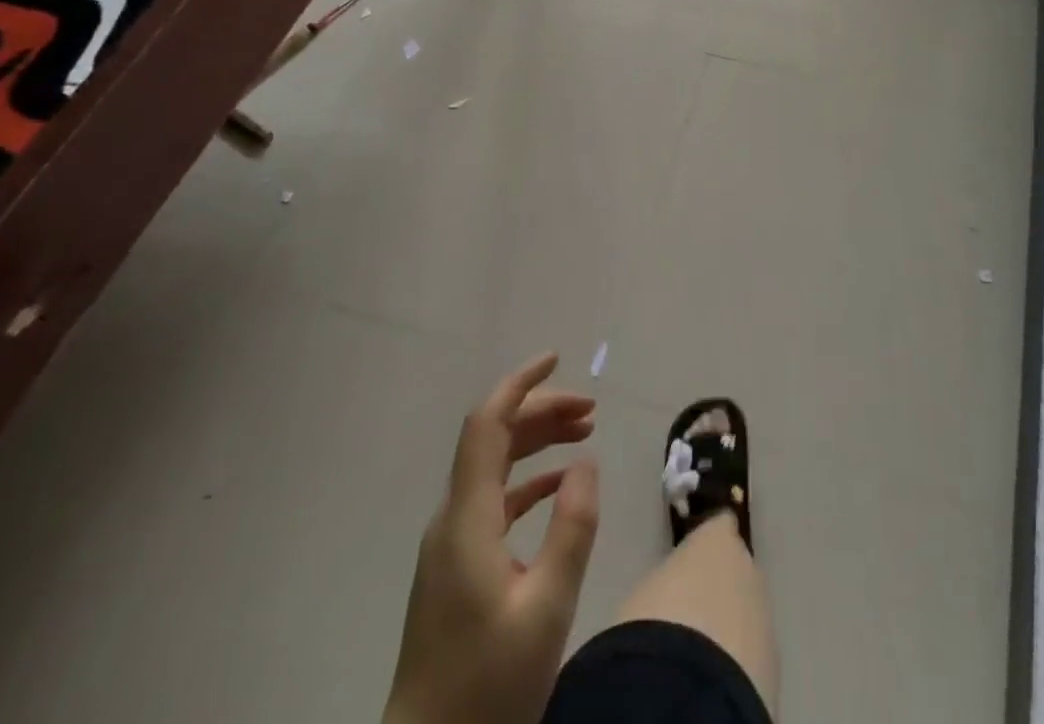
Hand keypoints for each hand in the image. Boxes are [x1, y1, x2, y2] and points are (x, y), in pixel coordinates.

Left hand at [386, 354, 599, 723]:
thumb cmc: (487, 687)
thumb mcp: (546, 609)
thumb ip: (571, 529)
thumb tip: (585, 464)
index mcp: (467, 517)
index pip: (487, 423)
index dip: (520, 383)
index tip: (557, 356)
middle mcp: (453, 517)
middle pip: (494, 438)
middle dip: (542, 411)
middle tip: (592, 409)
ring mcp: (451, 544)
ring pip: (495, 467)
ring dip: (538, 442)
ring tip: (585, 433)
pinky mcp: (456, 568)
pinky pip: (494, 501)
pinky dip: (529, 481)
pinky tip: (560, 488)